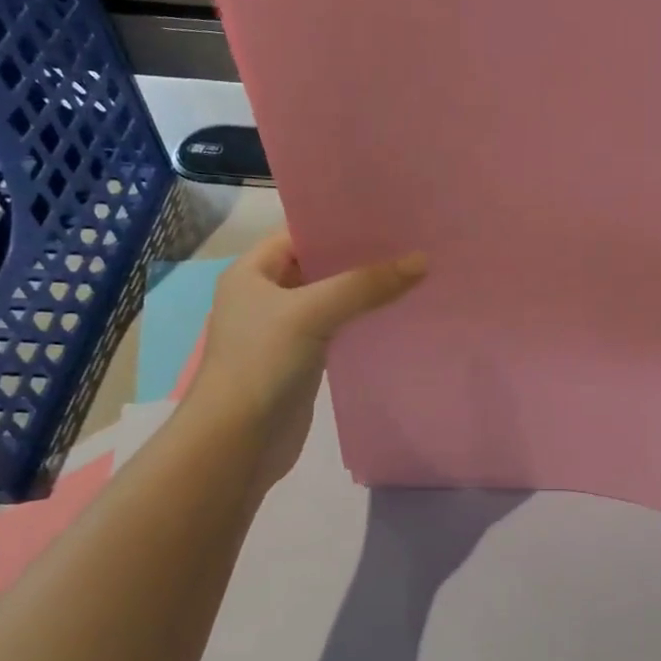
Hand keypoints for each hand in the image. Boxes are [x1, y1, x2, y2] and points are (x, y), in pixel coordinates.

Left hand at [185, 231, 426, 492]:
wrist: (239, 442)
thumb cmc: (262, 363)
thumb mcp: (312, 313)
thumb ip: (365, 286)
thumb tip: (421, 262)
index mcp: (252, 273)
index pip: (299, 234)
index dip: (339, 225)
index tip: (386, 218)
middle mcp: (265, 296)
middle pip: (318, 266)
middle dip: (360, 258)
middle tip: (410, 244)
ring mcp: (284, 331)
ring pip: (331, 300)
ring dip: (365, 292)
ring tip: (413, 274)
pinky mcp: (303, 361)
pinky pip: (337, 330)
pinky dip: (362, 322)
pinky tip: (396, 315)